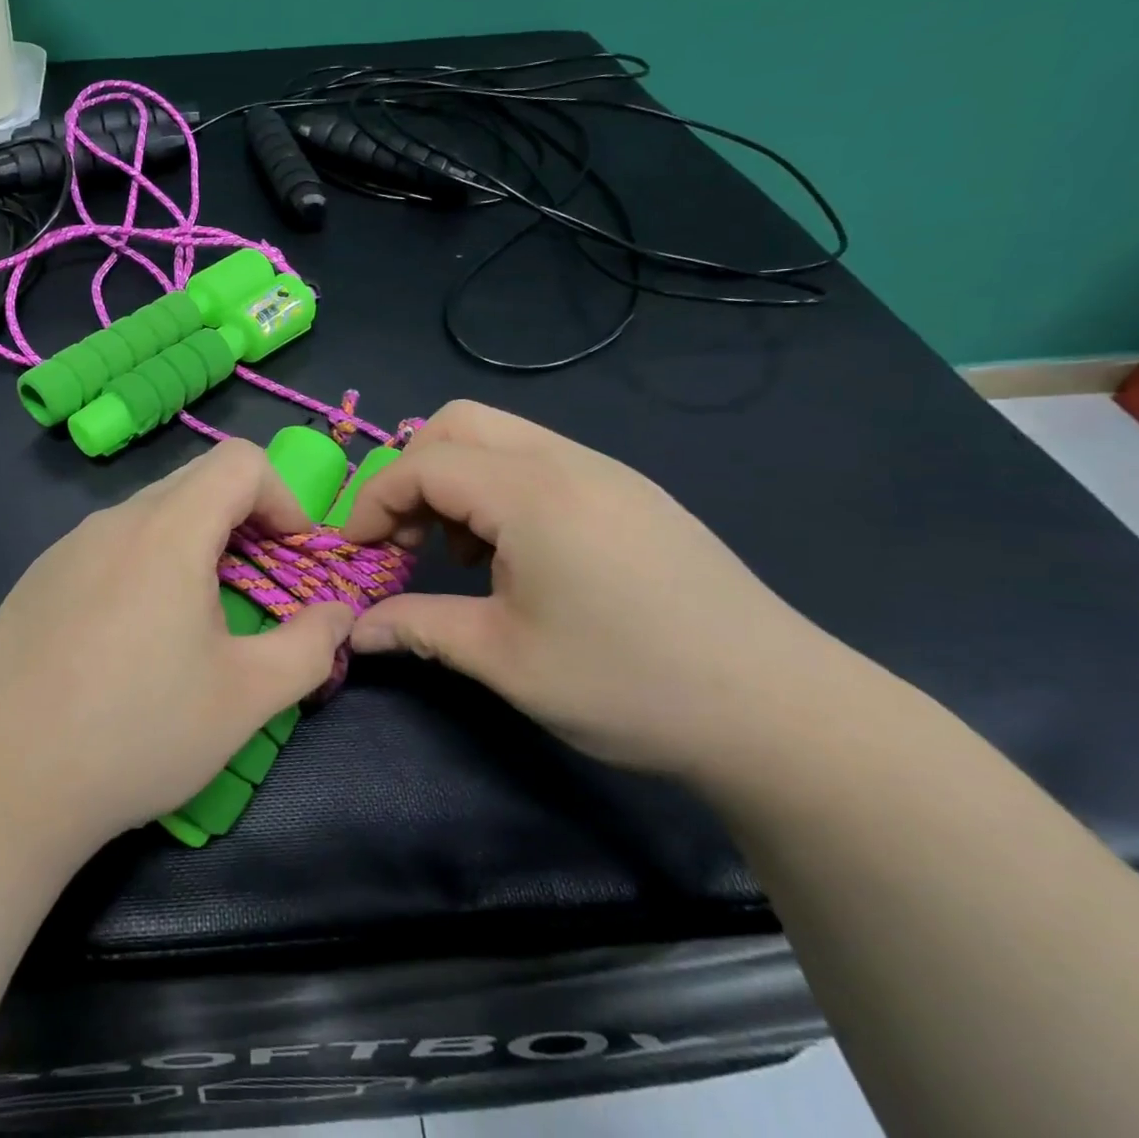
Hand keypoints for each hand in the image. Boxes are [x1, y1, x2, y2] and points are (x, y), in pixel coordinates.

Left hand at [0, 439, 355, 851]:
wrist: (2, 783)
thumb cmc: (137, 734)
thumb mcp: (245, 698)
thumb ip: (309, 646)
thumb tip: (339, 614)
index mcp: (167, 531)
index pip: (240, 461)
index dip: (282, 496)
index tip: (292, 555)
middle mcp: (113, 520)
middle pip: (196, 480)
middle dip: (243, 519)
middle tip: (256, 584)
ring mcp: (67, 545)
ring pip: (150, 512)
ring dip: (193, 541)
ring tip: (195, 615)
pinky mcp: (38, 576)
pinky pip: (109, 543)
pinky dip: (144, 561)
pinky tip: (130, 635)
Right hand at [342, 400, 848, 779]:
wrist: (785, 714)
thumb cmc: (630, 684)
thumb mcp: (506, 661)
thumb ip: (419, 628)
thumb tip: (354, 632)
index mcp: (532, 493)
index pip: (422, 464)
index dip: (374, 501)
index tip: (357, 552)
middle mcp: (568, 461)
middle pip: (458, 424)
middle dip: (412, 473)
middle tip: (407, 538)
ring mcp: (607, 472)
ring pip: (501, 437)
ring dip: (458, 480)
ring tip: (461, 554)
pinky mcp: (633, 493)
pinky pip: (541, 461)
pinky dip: (501, 490)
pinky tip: (518, 556)